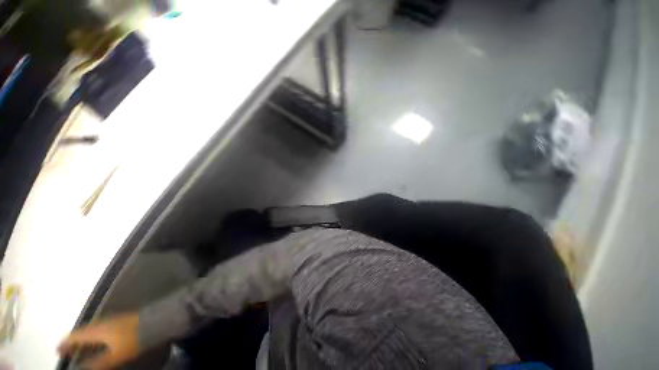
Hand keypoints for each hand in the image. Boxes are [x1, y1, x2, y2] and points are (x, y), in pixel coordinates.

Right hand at [58, 312, 140, 369]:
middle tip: (66, 349)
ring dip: (83, 337)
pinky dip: (93, 334)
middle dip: (73, 340)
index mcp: (97, 330)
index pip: (76, 335)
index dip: (66, 343)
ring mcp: (112, 320)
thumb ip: (97, 363)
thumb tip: (81, 369)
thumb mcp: (114, 355)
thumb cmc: (133, 339)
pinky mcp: (121, 320)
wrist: (155, 322)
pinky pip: (100, 327)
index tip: (58, 350)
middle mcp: (102, 323)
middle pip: (83, 331)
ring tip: (78, 347)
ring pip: (91, 329)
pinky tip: (97, 340)